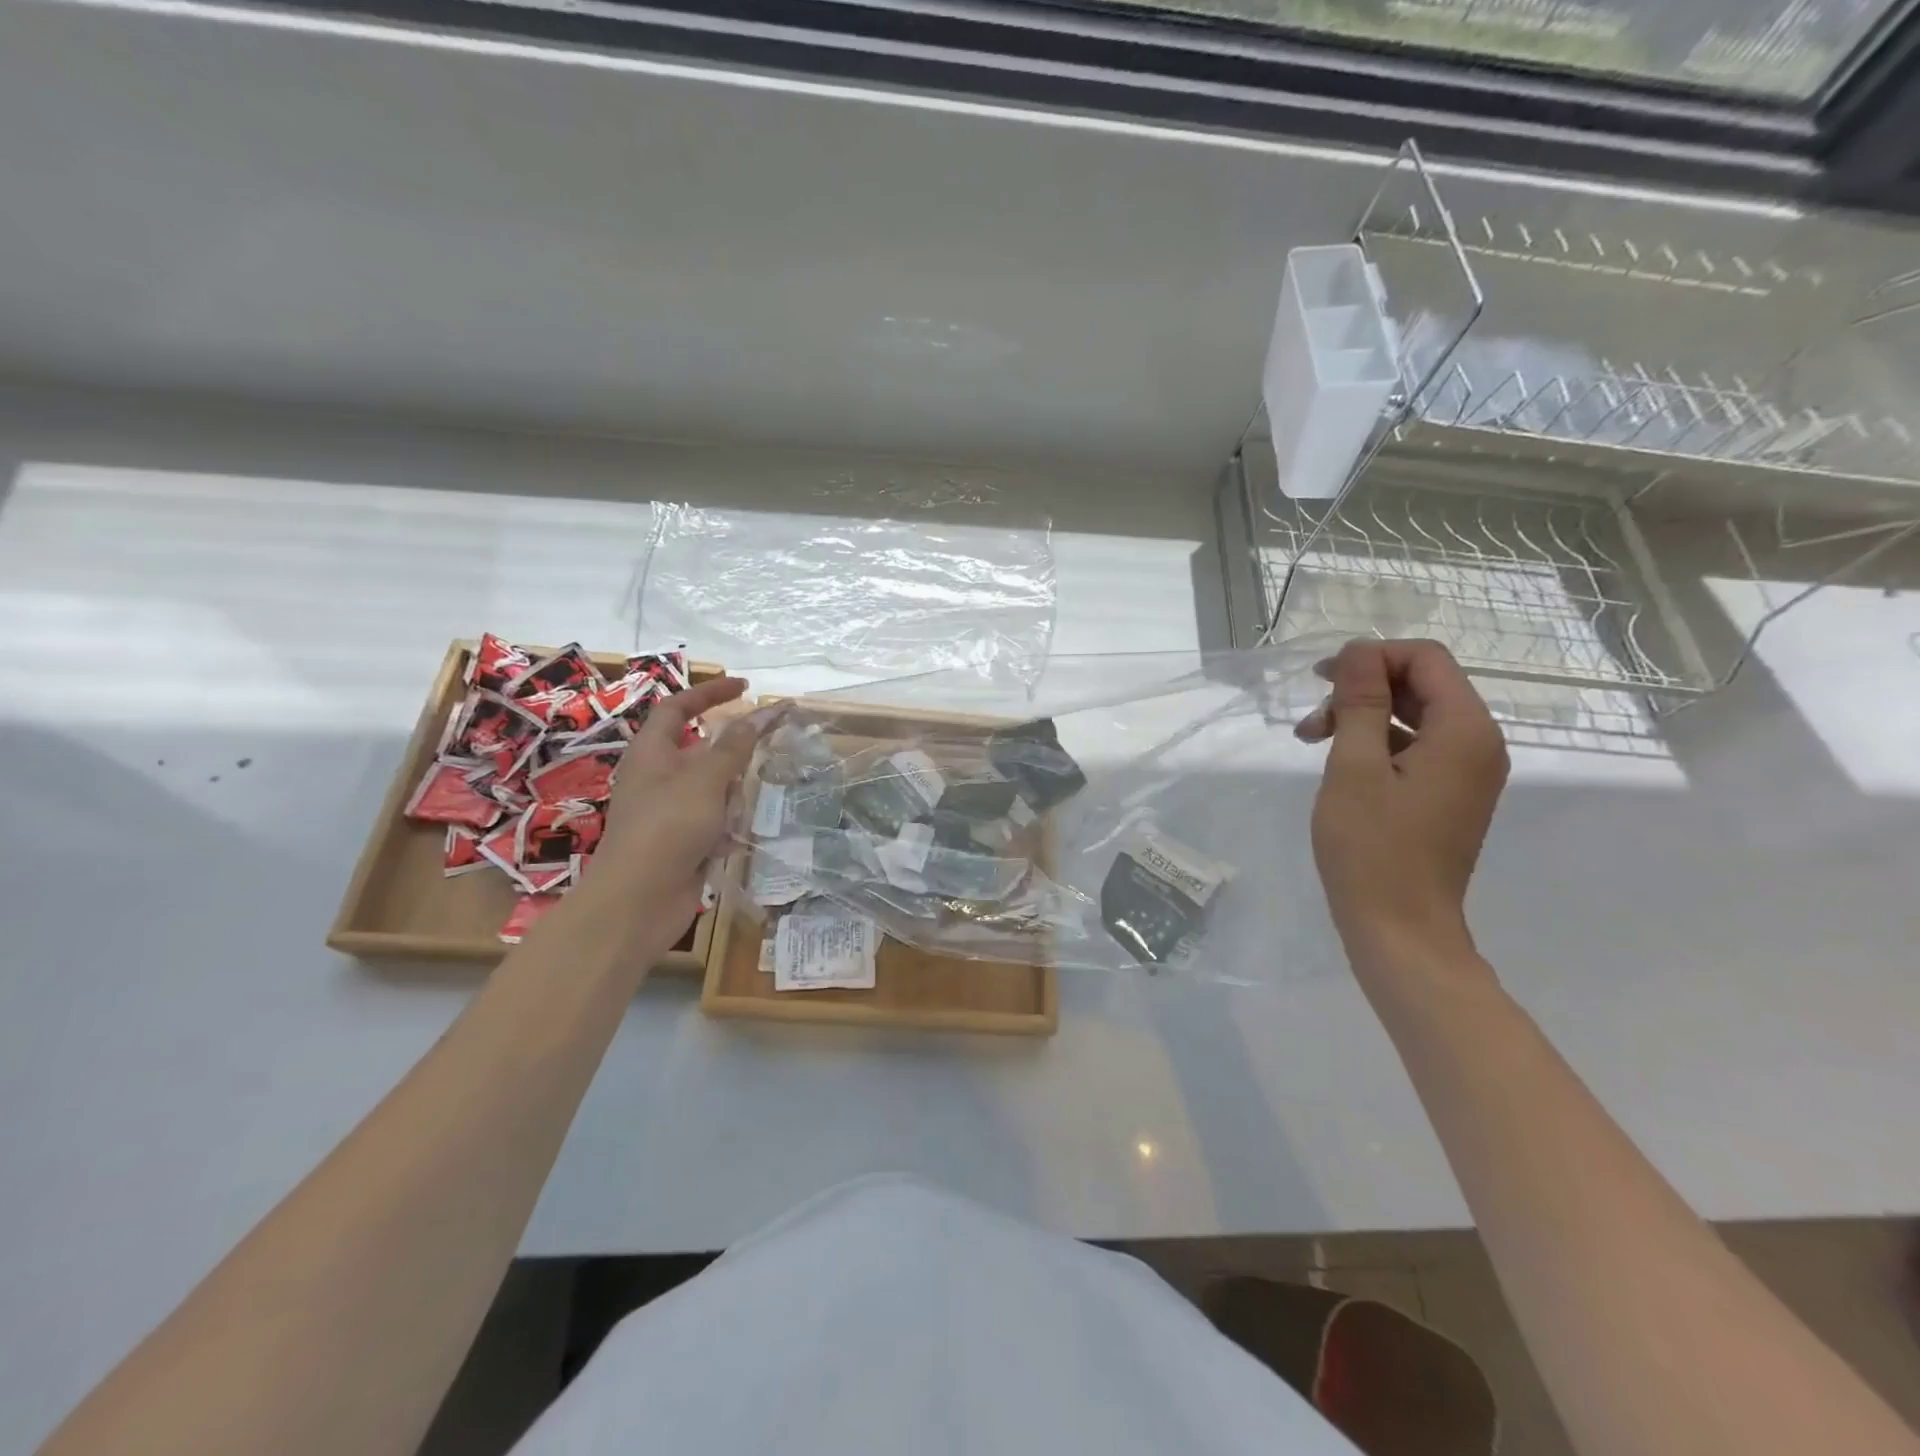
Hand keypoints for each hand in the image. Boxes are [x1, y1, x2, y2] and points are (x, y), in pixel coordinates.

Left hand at [572, 675, 770, 947]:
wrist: (638, 902)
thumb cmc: (667, 828)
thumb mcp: (705, 779)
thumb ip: (736, 745)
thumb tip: (761, 713)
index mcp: (652, 752)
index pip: (679, 707)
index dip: (710, 692)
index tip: (746, 687)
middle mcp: (658, 777)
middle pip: (703, 751)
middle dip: (731, 756)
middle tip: (762, 756)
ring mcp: (670, 812)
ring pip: (714, 788)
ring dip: (731, 797)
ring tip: (735, 815)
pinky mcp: (682, 842)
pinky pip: (714, 821)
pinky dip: (726, 827)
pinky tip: (729, 842)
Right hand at [1295, 639, 1507, 967]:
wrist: (1400, 928)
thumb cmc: (1372, 847)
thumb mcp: (1355, 766)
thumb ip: (1360, 702)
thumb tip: (1359, 650)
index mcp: (1465, 730)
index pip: (1426, 660)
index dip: (1372, 657)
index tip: (1321, 679)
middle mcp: (1478, 744)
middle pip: (1422, 685)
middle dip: (1362, 689)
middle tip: (1311, 717)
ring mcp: (1465, 773)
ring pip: (1414, 717)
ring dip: (1362, 717)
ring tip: (1310, 741)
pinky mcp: (1448, 796)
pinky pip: (1415, 749)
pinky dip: (1375, 745)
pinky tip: (1337, 763)